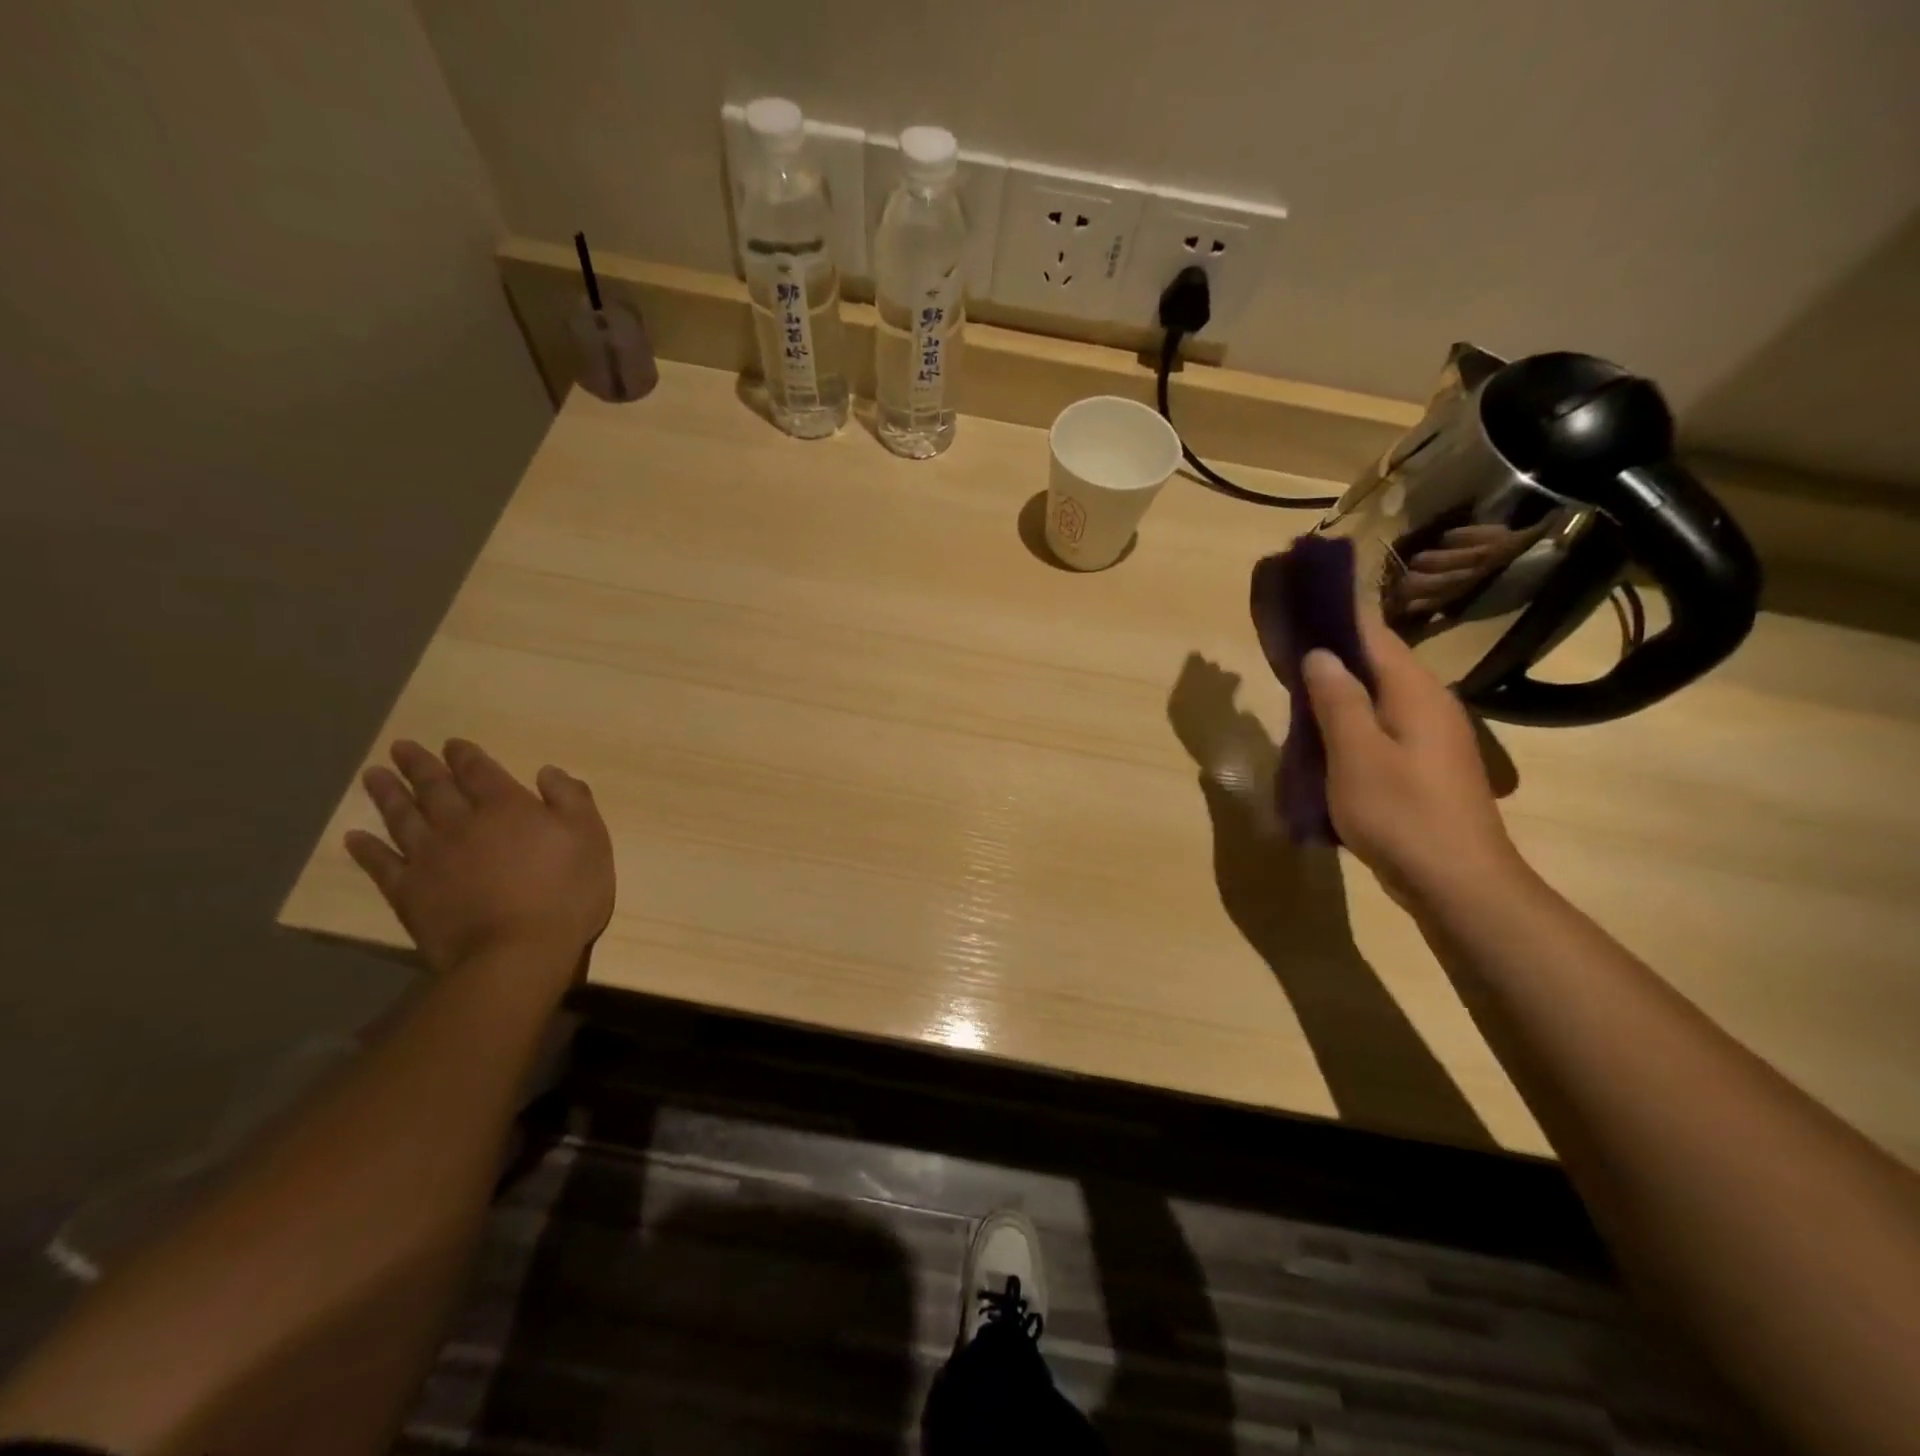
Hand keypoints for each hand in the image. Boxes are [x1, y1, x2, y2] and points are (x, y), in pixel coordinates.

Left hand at [345, 739, 614, 978]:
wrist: (517, 951)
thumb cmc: (566, 891)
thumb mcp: (590, 837)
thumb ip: (571, 798)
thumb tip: (547, 772)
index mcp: (507, 806)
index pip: (480, 771)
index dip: (465, 756)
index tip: (451, 744)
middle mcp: (462, 823)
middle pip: (435, 787)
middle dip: (420, 766)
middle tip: (400, 747)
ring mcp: (430, 858)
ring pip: (403, 817)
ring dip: (388, 795)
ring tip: (372, 776)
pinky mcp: (409, 892)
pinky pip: (381, 864)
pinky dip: (366, 849)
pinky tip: (355, 837)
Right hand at [1300, 616, 1523, 905]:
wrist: (1457, 883)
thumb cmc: (1401, 813)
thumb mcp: (1356, 755)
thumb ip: (1338, 700)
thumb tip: (1321, 654)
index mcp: (1416, 692)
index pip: (1375, 636)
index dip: (1337, 619)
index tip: (1298, 611)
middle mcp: (1431, 705)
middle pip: (1378, 666)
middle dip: (1332, 659)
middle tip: (1284, 659)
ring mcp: (1433, 739)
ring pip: (1379, 701)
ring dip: (1340, 696)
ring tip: (1295, 698)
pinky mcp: (1426, 768)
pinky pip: (1383, 730)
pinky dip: (1352, 727)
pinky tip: (1325, 743)